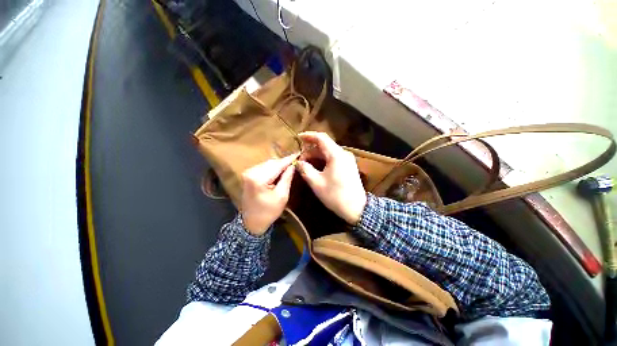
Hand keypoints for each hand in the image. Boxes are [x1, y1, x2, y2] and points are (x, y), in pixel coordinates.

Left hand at [240, 154, 296, 234]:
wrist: (252, 222)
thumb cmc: (269, 211)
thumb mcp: (282, 196)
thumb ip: (287, 178)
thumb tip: (292, 165)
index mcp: (259, 179)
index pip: (277, 165)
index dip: (289, 159)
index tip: (299, 154)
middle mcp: (251, 172)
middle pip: (272, 162)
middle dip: (284, 162)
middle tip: (295, 162)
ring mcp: (248, 173)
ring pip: (267, 163)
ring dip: (278, 165)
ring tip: (289, 167)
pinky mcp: (248, 175)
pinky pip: (263, 167)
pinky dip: (272, 168)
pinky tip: (279, 171)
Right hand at [297, 132, 366, 224]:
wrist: (356, 208)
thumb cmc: (335, 195)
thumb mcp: (316, 183)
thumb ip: (305, 169)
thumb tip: (298, 162)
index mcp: (336, 155)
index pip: (321, 138)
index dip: (309, 136)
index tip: (298, 137)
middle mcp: (343, 153)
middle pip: (325, 145)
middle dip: (311, 150)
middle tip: (300, 158)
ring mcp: (347, 159)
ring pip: (329, 152)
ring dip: (317, 155)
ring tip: (305, 163)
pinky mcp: (349, 166)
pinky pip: (334, 158)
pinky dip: (323, 160)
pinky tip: (316, 167)